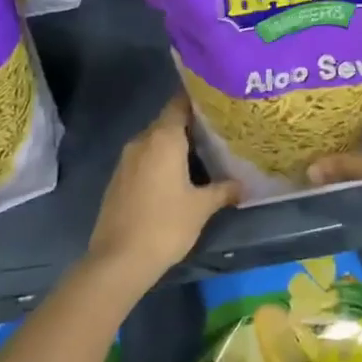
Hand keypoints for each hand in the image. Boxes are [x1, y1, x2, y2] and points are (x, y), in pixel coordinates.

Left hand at [87, 93, 237, 289]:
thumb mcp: (201, 207)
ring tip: (202, 155)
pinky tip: (176, 177)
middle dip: (191, 125)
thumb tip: (243, 185)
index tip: (218, 104)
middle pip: (168, 122)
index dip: (198, 100)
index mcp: (163, 138)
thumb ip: (223, 190)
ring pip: (155, 141)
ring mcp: (126, 160)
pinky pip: (144, 159)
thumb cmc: (165, 225)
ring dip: (175, 145)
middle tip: (218, 132)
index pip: (180, 103)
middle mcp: (142, 141)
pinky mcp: (118, 179)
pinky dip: (160, 161)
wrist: (118, 261)